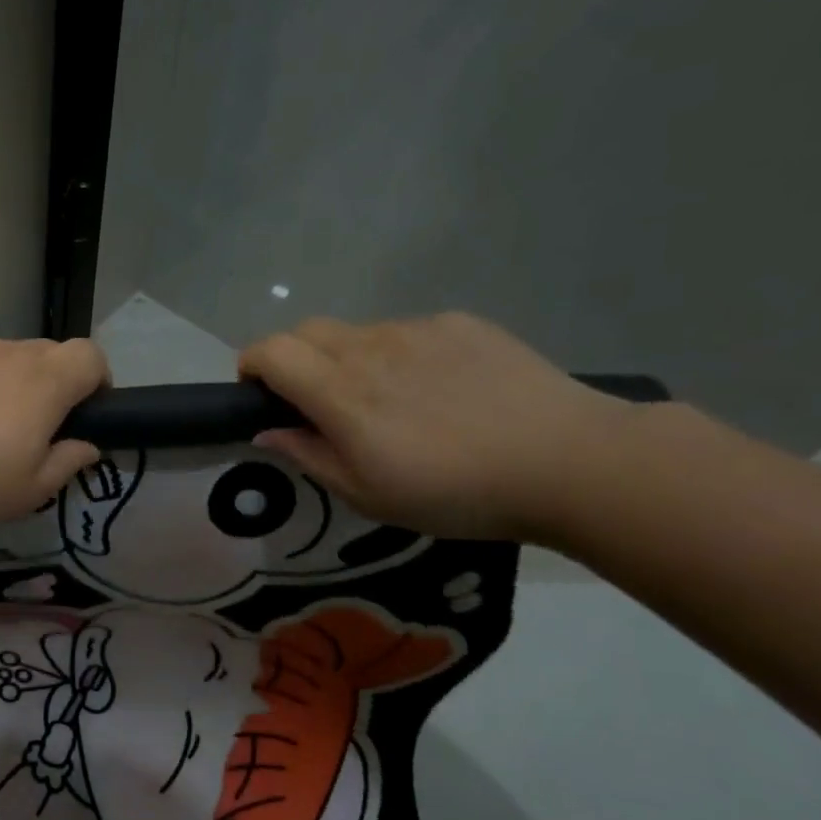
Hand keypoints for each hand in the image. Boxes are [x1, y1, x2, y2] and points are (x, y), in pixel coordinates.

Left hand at [0, 336, 108, 534]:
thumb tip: (88, 446)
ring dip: (4, 382)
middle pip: (47, 353)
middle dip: (51, 385)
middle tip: (26, 431)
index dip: (97, 380)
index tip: (83, 414)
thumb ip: (65, 464)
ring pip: (0, 356)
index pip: (91, 355)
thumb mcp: (24, 494)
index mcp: (42, 385)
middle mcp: (7, 353)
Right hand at [239, 313, 636, 541]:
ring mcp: (418, 330)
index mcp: (341, 392)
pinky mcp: (460, 324)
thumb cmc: (456, 493)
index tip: (257, 394)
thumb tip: (266, 432)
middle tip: (314, 401)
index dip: (251, 366)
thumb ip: (308, 457)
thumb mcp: (367, 495)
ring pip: (357, 332)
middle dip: (292, 359)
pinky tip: (438, 390)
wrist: (569, 461)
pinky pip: (407, 331)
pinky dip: (398, 355)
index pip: (270, 352)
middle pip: (305, 331)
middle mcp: (370, 348)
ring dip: (348, 359)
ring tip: (388, 401)